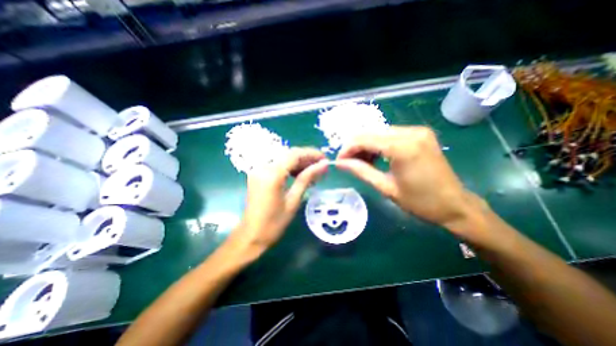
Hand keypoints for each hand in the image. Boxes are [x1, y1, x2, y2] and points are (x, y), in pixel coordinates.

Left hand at [232, 148, 328, 251]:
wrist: (251, 235)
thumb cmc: (274, 223)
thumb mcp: (294, 200)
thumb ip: (307, 178)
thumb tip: (323, 165)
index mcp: (272, 174)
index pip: (295, 154)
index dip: (312, 154)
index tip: (325, 159)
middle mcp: (263, 166)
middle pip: (288, 153)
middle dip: (306, 157)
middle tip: (321, 166)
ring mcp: (258, 169)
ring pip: (283, 158)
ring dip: (299, 162)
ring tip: (313, 171)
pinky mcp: (257, 173)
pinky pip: (276, 164)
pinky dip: (289, 166)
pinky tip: (299, 174)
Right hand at [336, 125, 485, 232]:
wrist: (454, 205)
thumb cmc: (420, 202)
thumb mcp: (385, 187)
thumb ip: (361, 171)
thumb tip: (340, 163)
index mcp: (403, 147)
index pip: (364, 139)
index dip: (347, 149)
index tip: (339, 161)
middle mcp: (410, 132)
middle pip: (371, 132)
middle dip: (355, 147)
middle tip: (349, 163)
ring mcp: (417, 131)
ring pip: (379, 132)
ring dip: (366, 145)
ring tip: (362, 162)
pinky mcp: (420, 134)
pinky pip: (390, 135)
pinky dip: (378, 144)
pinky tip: (376, 157)